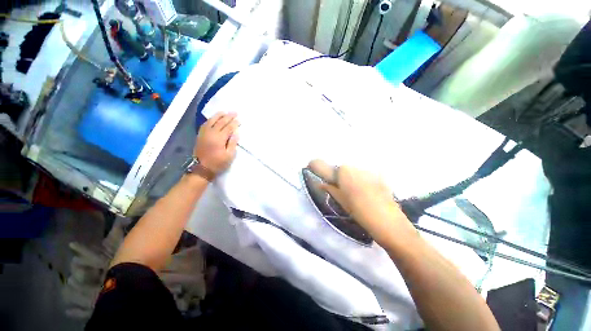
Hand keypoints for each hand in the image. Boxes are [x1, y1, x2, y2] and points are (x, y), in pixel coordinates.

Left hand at [194, 112, 238, 174]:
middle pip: (220, 122)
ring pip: (211, 120)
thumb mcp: (229, 155)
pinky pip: (205, 124)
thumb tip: (236, 133)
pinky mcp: (200, 135)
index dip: (234, 123)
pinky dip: (210, 119)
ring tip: (224, 112)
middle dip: (228, 116)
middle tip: (235, 112)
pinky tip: (214, 118)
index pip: (228, 127)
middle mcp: (211, 133)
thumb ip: (233, 143)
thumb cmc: (218, 163)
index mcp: (219, 138)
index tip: (239, 120)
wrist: (201, 168)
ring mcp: (204, 133)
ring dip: (219, 115)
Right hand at [308, 160, 415, 245]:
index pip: (320, 164)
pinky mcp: (377, 173)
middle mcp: (353, 165)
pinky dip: (358, 178)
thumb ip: (329, 188)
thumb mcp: (341, 200)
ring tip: (352, 190)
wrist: (388, 222)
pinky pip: (362, 173)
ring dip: (347, 176)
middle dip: (335, 174)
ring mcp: (366, 169)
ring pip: (350, 169)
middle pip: (338, 167)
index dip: (314, 166)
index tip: (311, 168)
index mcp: (342, 172)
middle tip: (335, 186)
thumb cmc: (360, 212)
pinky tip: (363, 190)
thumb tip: (320, 183)